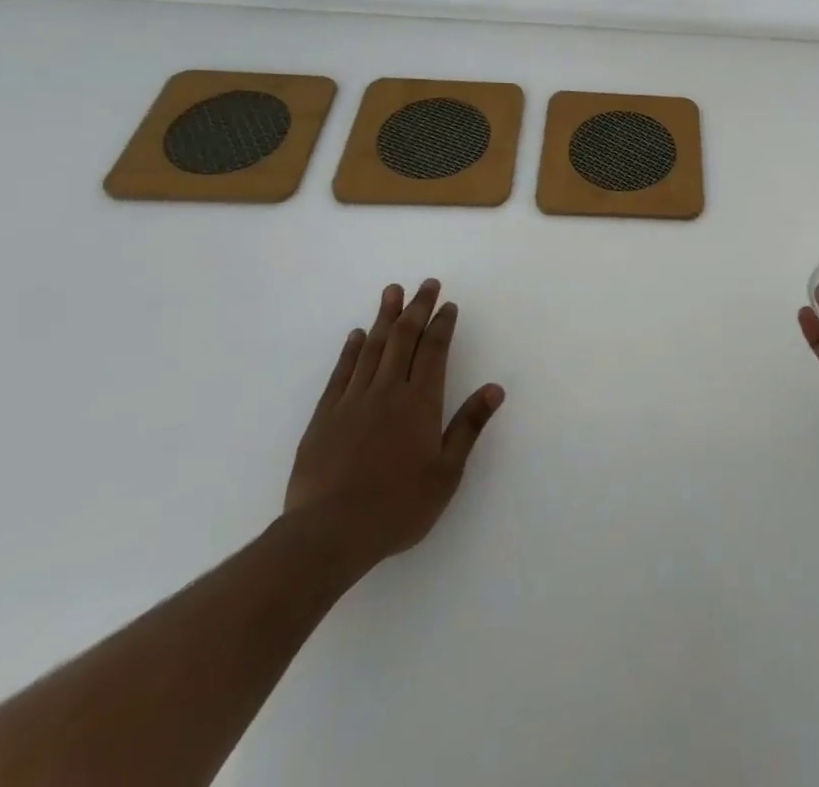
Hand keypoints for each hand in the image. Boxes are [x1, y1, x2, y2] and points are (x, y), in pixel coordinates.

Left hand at [284, 279, 504, 573]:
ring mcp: (353, 401)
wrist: (328, 534)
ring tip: (392, 291)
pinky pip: (341, 372)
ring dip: (384, 317)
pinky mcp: (324, 417)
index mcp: (420, 402)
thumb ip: (468, 426)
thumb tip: (495, 388)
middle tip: (426, 284)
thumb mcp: (446, 473)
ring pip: (373, 347)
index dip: (442, 325)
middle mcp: (388, 391)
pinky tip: (357, 335)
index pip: (434, 350)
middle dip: (417, 308)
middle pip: (404, 338)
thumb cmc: (397, 507)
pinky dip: (351, 349)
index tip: (448, 305)